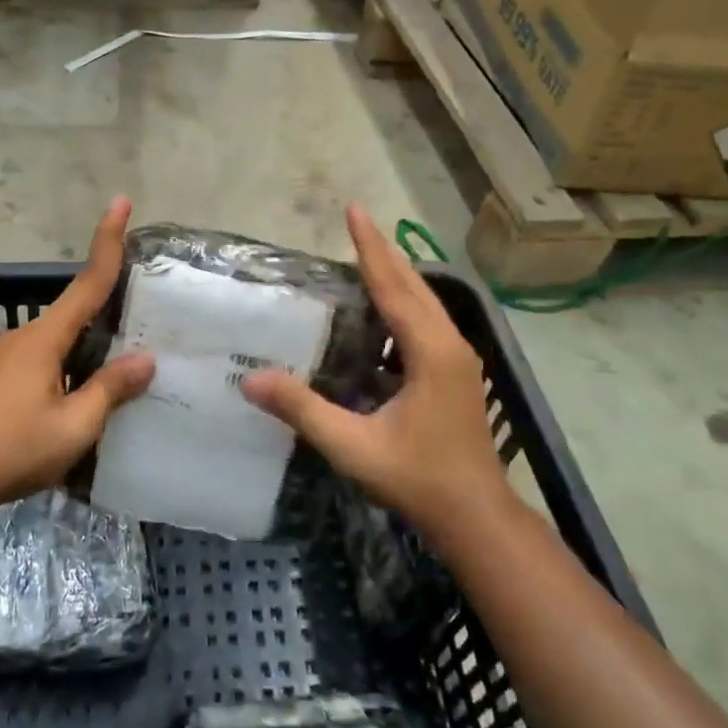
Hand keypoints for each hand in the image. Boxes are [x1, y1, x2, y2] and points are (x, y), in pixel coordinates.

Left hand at [0, 197, 154, 519]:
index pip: (88, 282)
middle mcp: (26, 337)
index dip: (109, 241)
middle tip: (150, 312)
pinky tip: (86, 392)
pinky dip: (74, 363)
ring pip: (62, 339)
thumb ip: (110, 390)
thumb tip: (146, 359)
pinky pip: (48, 359)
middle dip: (110, 304)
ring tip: (127, 363)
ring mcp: (8, 359)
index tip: (121, 202)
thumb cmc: (8, 449)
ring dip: (92, 342)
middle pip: (77, 310)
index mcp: (46, 338)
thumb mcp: (73, 427)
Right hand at [240, 204, 505, 542]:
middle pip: (414, 284)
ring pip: (425, 302)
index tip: (354, 209)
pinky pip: (426, 322)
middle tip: (356, 220)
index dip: (370, 247)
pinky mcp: (456, 372)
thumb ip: (303, 410)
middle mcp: (449, 344)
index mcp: (430, 351)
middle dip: (383, 251)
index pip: (394, 286)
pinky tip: (381, 312)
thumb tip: (251, 380)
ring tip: (364, 255)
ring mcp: (458, 358)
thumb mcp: (353, 446)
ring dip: (395, 275)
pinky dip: (402, 303)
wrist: (476, 517)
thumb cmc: (418, 479)